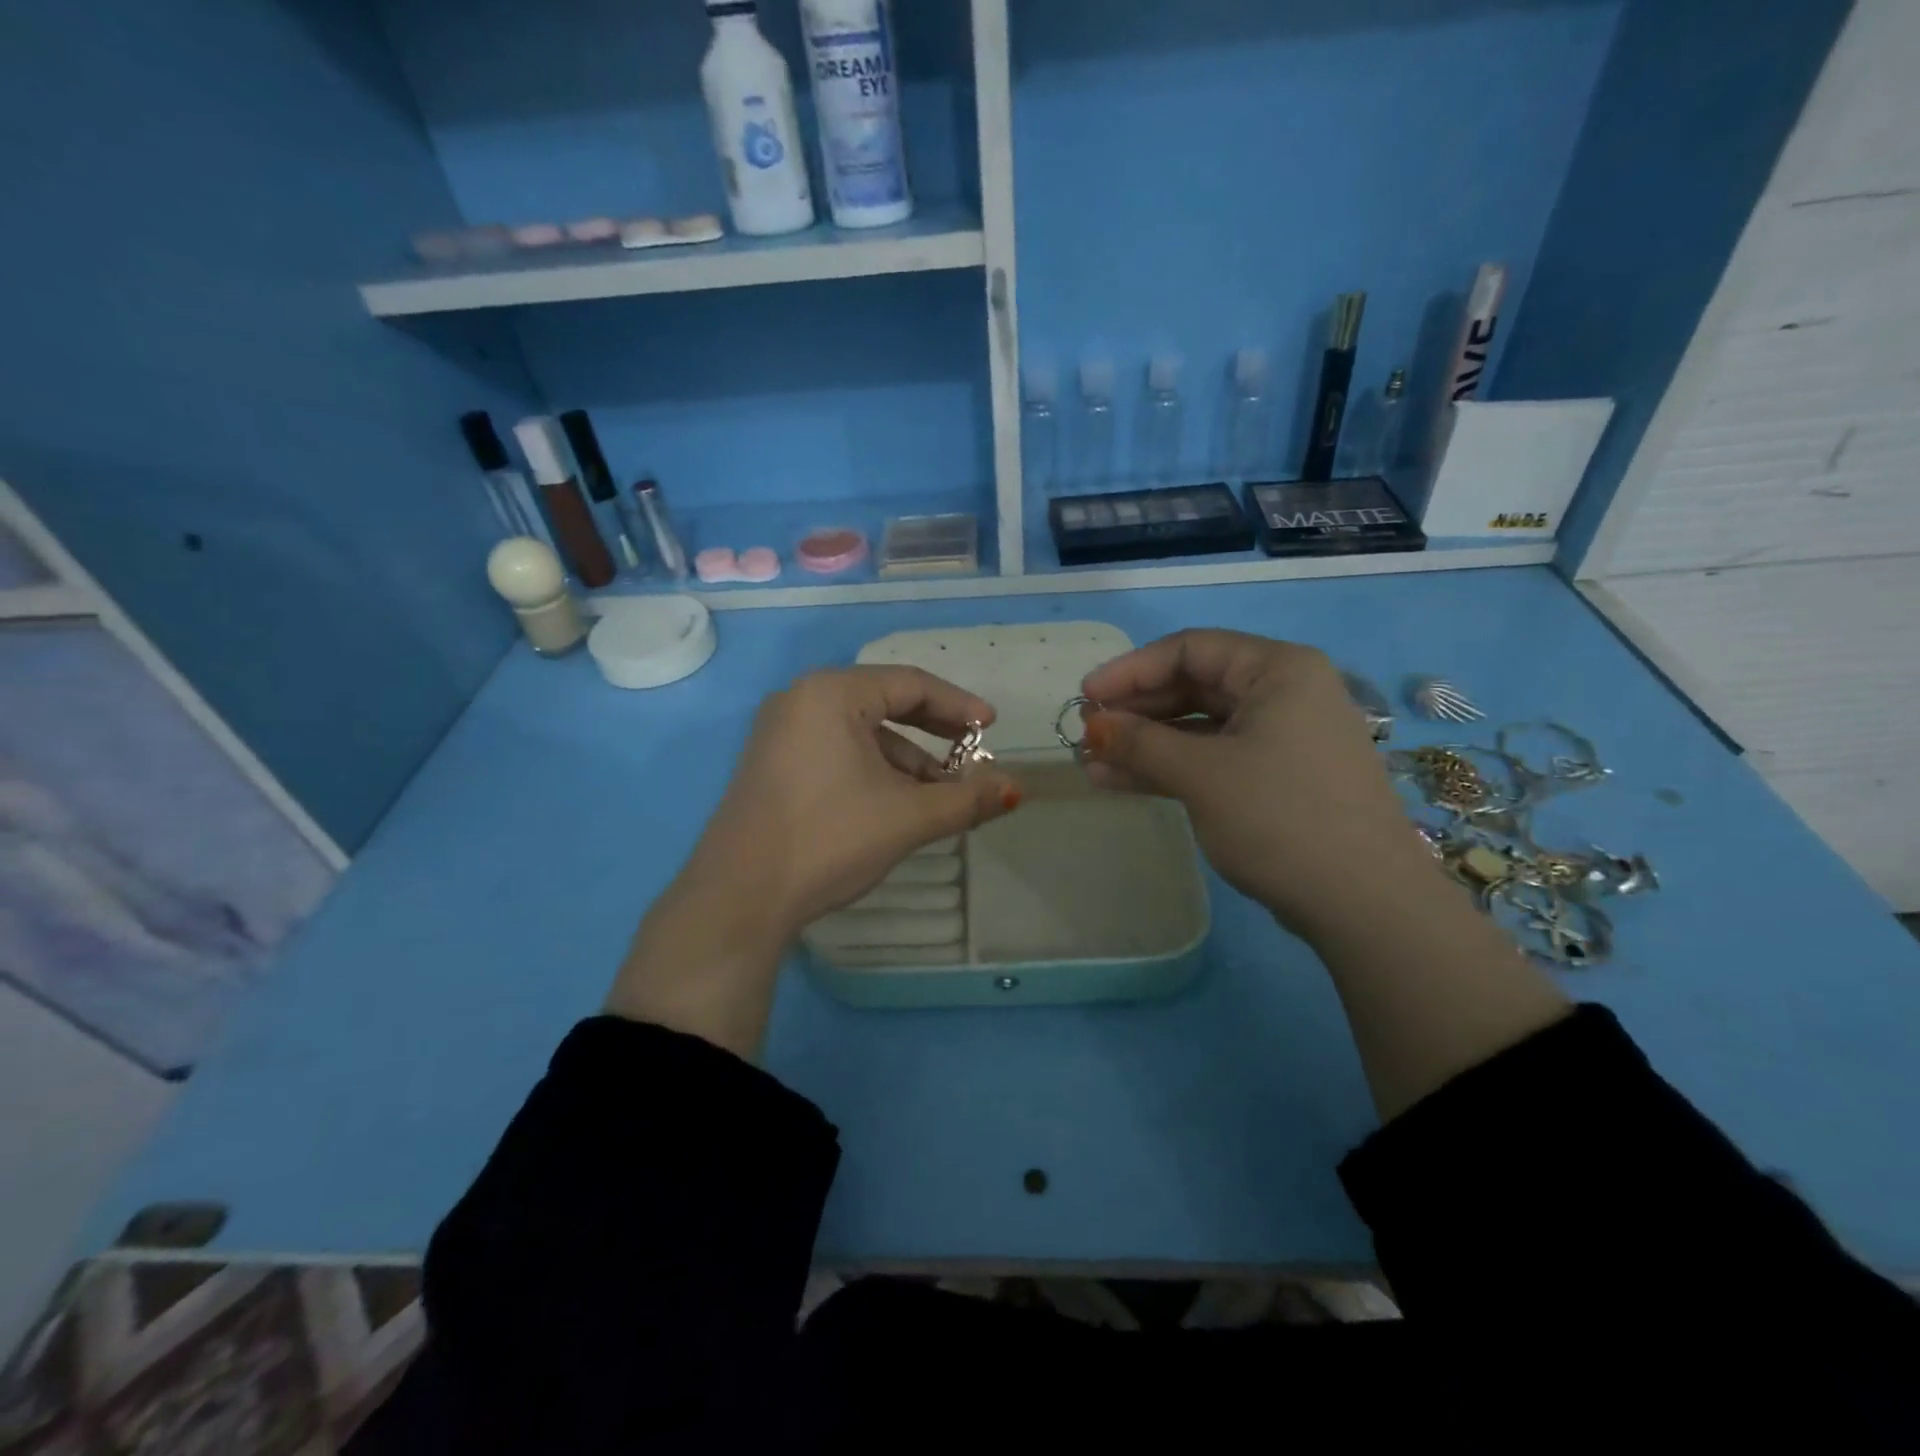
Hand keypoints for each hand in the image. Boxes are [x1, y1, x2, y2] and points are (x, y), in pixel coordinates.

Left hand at [679, 666, 1021, 940]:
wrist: (739, 899)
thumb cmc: (829, 841)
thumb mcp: (907, 817)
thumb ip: (967, 798)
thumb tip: (1018, 789)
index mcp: (831, 693)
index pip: (910, 684)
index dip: (959, 705)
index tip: (992, 728)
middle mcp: (801, 699)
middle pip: (885, 701)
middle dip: (934, 731)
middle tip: (973, 753)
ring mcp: (781, 731)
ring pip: (861, 731)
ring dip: (906, 758)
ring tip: (942, 794)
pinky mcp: (773, 763)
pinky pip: (837, 749)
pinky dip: (874, 769)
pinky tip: (897, 803)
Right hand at [1079, 629, 1436, 940]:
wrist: (1364, 904)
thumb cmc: (1281, 818)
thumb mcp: (1202, 775)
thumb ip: (1140, 744)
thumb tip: (1092, 727)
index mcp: (1278, 670)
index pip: (1190, 649)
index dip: (1131, 670)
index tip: (1085, 697)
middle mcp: (1284, 694)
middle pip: (1194, 686)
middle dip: (1136, 711)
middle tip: (1087, 733)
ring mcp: (1283, 739)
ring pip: (1200, 728)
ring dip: (1146, 744)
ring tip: (1093, 763)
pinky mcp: (1277, 779)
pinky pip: (1214, 759)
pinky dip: (1171, 768)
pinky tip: (1121, 782)